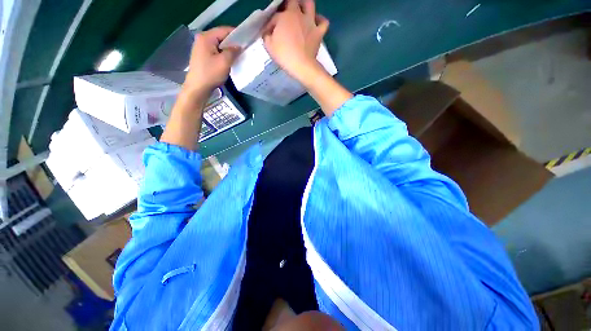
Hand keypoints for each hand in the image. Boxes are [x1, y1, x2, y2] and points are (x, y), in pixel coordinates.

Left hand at [184, 27, 239, 95]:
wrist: (198, 87)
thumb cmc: (211, 74)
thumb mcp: (224, 62)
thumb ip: (233, 51)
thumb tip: (239, 46)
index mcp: (206, 37)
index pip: (224, 30)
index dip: (237, 34)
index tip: (247, 40)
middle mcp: (202, 39)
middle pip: (221, 37)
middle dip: (233, 43)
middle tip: (244, 49)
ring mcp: (201, 47)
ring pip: (219, 45)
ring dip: (229, 50)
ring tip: (238, 56)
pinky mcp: (202, 56)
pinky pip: (216, 51)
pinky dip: (223, 54)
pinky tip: (229, 61)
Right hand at [262, 0, 328, 82]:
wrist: (301, 66)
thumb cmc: (284, 55)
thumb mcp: (269, 46)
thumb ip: (267, 36)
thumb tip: (268, 33)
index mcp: (284, 16)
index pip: (275, 16)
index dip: (271, 24)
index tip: (269, 33)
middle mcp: (298, 14)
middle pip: (293, 1)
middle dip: (287, 6)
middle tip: (285, 16)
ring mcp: (310, 22)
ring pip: (310, 4)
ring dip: (305, 6)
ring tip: (302, 12)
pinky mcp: (319, 32)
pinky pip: (323, 22)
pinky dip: (320, 21)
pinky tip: (316, 23)